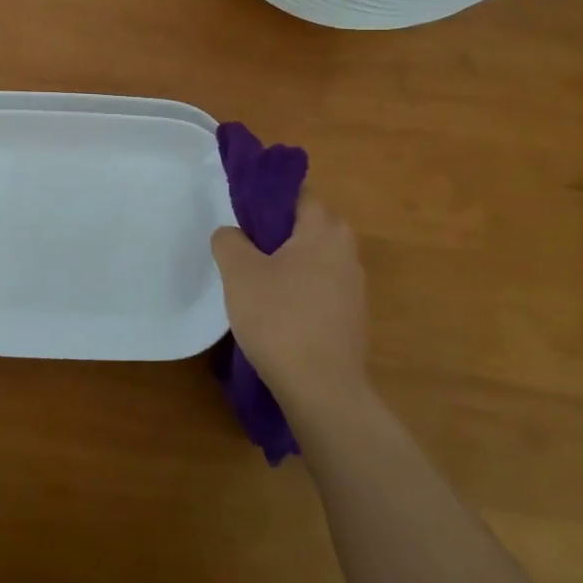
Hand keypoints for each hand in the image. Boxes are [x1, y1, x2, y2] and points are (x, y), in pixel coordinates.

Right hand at [211, 195, 370, 415]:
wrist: (322, 389)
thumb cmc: (279, 318)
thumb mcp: (239, 272)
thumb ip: (229, 240)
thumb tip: (232, 234)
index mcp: (324, 229)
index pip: (296, 193)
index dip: (266, 195)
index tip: (240, 209)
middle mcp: (347, 250)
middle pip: (305, 225)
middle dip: (274, 230)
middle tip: (242, 244)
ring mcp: (353, 286)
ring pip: (312, 257)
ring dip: (285, 261)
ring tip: (252, 279)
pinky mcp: (351, 317)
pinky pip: (319, 286)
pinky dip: (297, 288)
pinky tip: (274, 310)